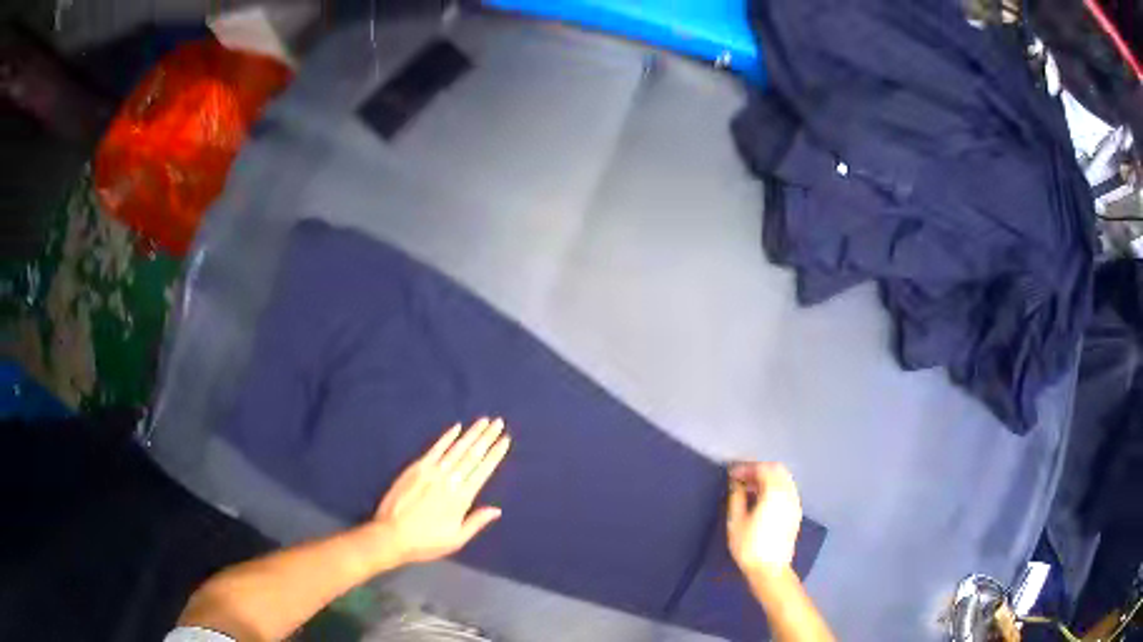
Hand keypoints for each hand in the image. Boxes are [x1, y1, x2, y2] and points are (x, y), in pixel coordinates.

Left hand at [363, 418, 510, 567]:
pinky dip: (447, 437)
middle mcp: (449, 481)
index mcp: (461, 499)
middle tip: (499, 423)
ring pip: (456, 449)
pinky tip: (456, 427)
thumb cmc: (426, 542)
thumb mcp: (456, 540)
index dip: (495, 455)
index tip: (505, 440)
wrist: (391, 535)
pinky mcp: (416, 468)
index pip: (482, 471)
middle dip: (486, 438)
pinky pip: (435, 449)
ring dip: (471, 434)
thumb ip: (476, 522)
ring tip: (484, 421)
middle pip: (472, 455)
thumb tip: (497, 510)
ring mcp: (431, 472)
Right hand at [727, 462, 802, 578]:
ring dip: (767, 478)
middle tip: (741, 478)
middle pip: (777, 470)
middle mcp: (789, 493)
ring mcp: (795, 503)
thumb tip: (735, 483)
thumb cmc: (749, 546)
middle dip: (758, 470)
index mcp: (775, 492)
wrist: (770, 570)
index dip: (746, 468)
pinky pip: (787, 490)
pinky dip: (774, 487)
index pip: (763, 469)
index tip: (731, 474)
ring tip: (748, 488)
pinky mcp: (795, 513)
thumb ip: (736, 497)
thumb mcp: (736, 521)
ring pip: (784, 479)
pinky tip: (761, 499)